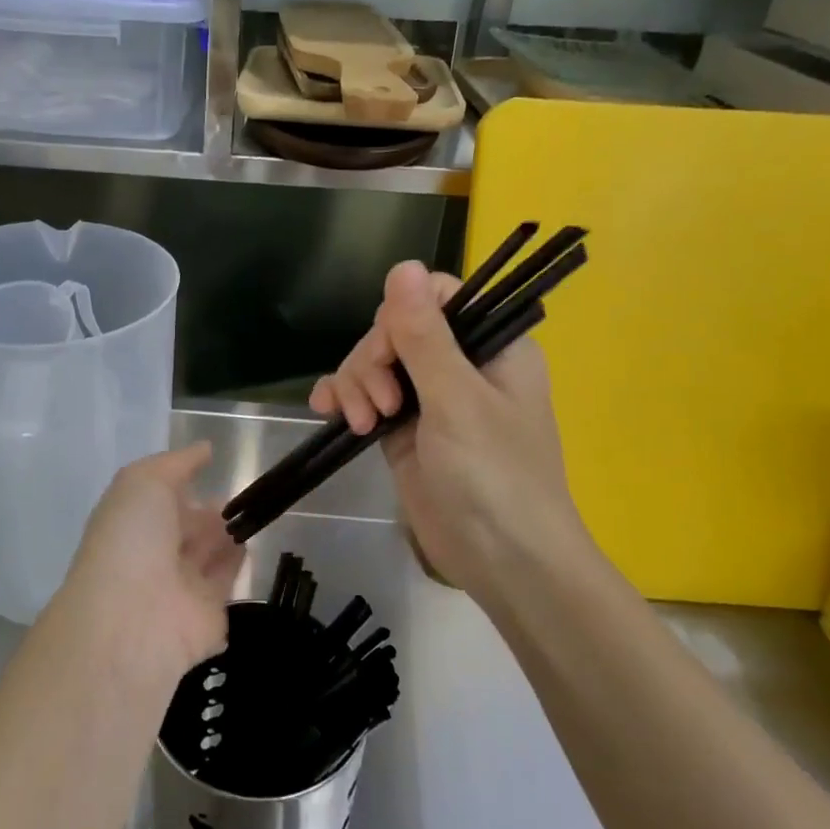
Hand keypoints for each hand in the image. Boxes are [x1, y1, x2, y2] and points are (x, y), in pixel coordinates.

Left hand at [55, 443, 244, 684]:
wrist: (133, 621)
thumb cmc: (132, 541)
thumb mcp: (144, 482)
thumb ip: (177, 463)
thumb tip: (204, 449)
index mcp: (131, 522)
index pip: (158, 499)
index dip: (181, 482)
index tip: (211, 466)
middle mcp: (152, 554)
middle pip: (184, 528)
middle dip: (206, 510)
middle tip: (241, 492)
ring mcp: (178, 588)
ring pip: (206, 554)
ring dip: (225, 534)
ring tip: (254, 511)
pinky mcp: (206, 618)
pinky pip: (224, 584)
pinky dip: (236, 564)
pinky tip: (252, 543)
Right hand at [309, 262, 587, 599]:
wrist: (502, 563)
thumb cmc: (493, 475)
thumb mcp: (456, 399)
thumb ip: (425, 335)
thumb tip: (402, 265)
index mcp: (491, 345)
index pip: (435, 297)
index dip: (400, 317)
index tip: (390, 355)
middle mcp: (461, 364)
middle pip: (395, 330)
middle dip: (373, 362)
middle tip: (381, 407)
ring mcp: (430, 399)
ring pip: (375, 364)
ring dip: (357, 386)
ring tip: (363, 425)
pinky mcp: (404, 430)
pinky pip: (365, 398)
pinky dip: (345, 400)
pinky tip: (327, 411)